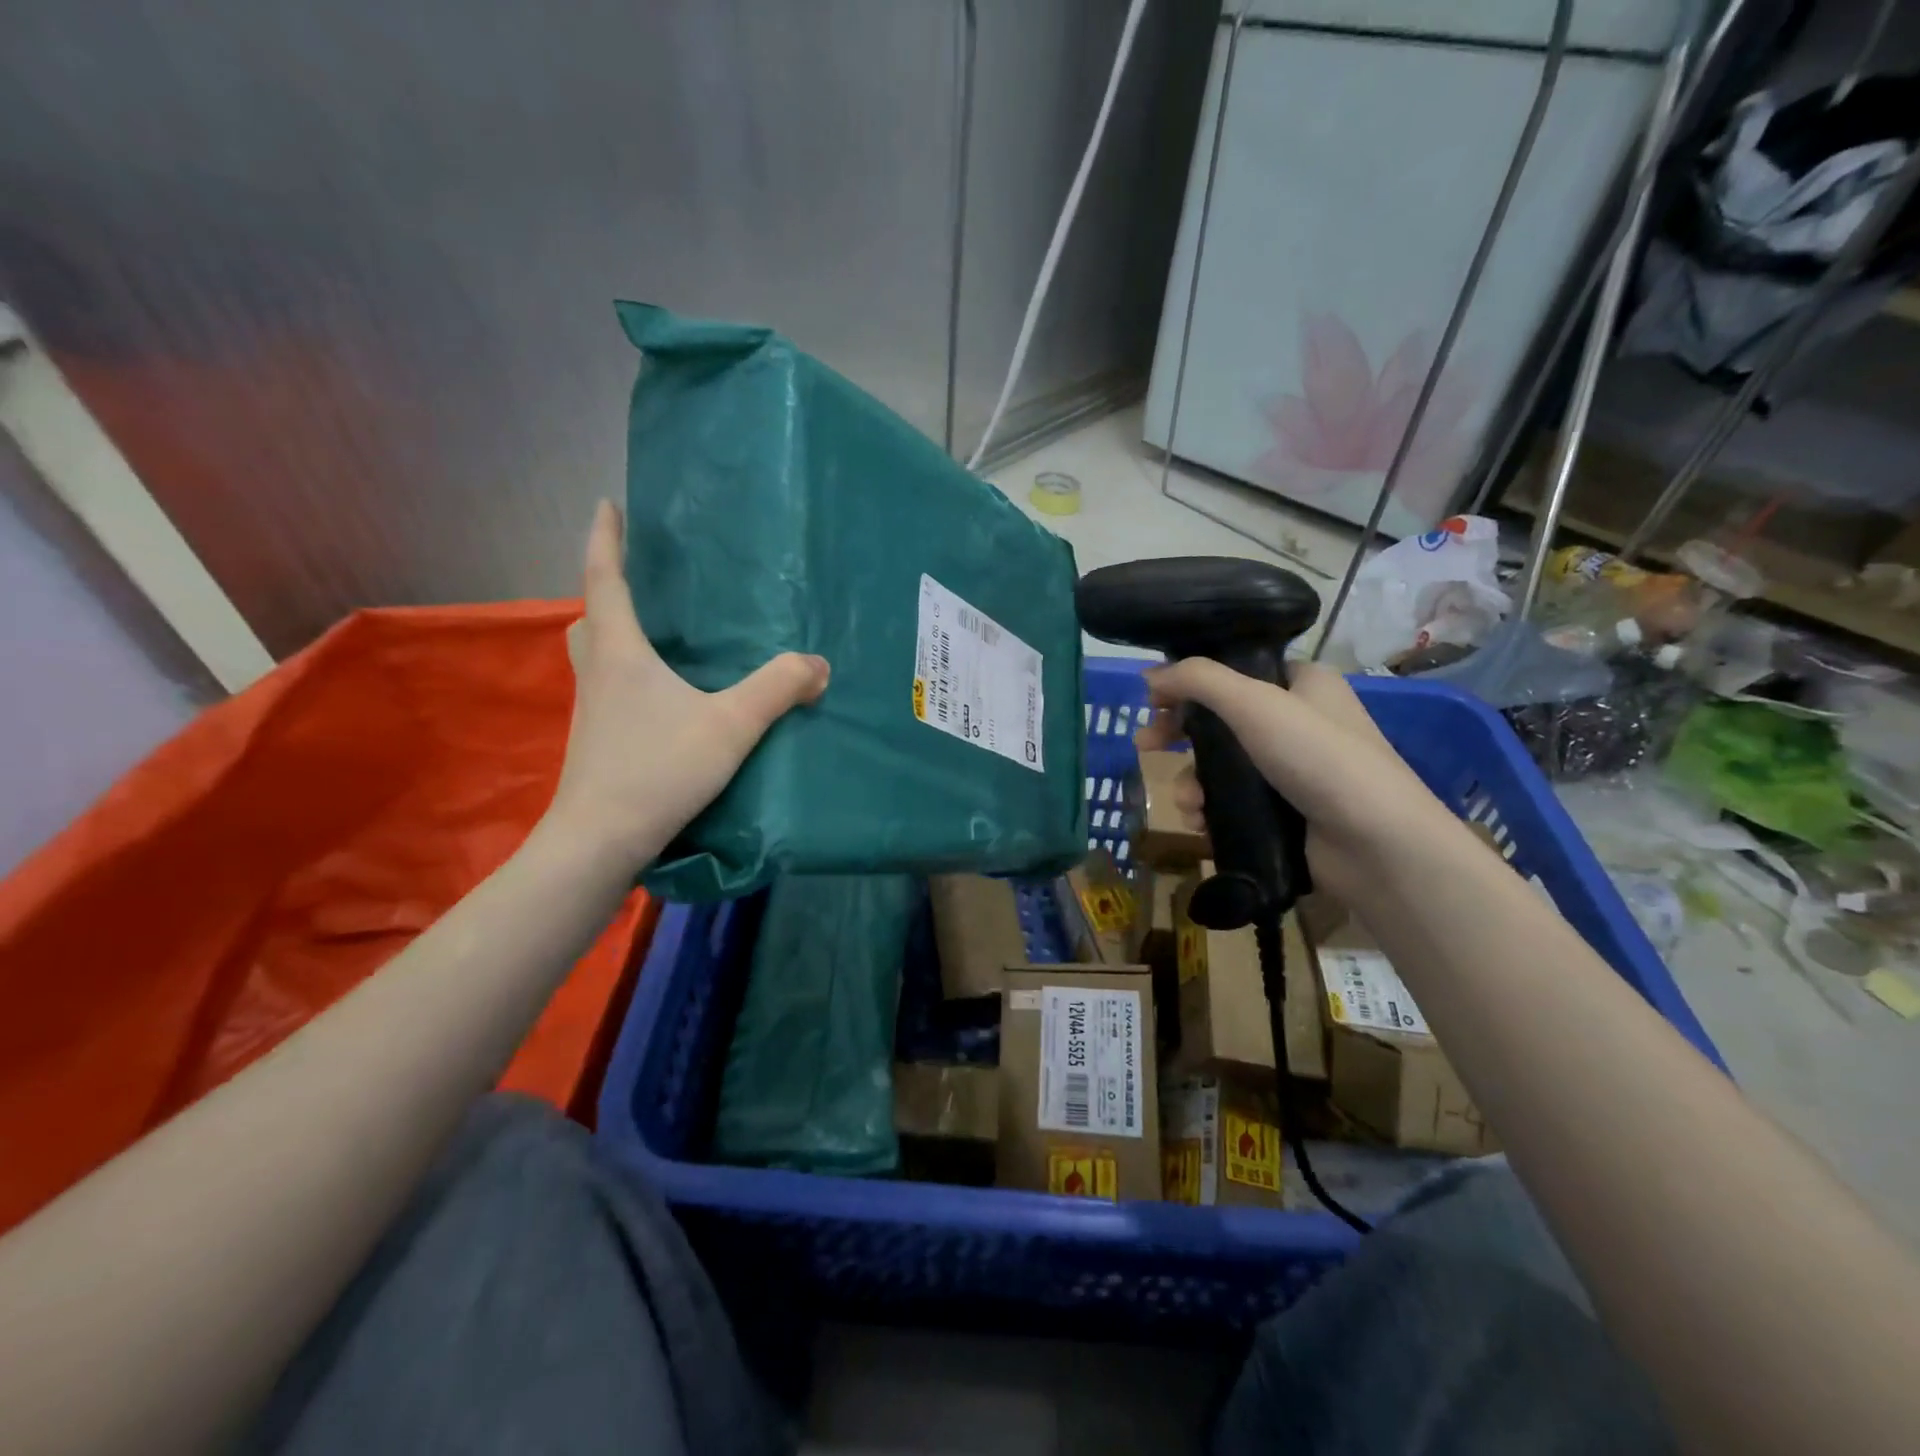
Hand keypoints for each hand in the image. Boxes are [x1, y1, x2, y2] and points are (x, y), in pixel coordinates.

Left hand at [545, 501, 829, 869]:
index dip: (605, 540)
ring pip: (594, 658)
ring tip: (655, 640)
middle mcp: (599, 674)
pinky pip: (608, 690)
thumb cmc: (658, 768)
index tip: (607, 504)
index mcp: (620, 653)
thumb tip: (818, 665)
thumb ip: (777, 690)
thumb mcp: (730, 725)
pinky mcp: (597, 742)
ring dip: (613, 637)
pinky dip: (627, 678)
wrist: (600, 840)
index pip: (605, 581)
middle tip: (639, 585)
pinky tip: (662, 700)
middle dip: (606, 593)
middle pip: (590, 620)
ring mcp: (592, 711)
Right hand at [1133, 659, 1446, 904]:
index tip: (1154, 701)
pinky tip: (1201, 823)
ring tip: (1188, 802)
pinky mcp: (1285, 813)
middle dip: (1179, 736)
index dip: (1191, 683)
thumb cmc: (1319, 757)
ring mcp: (1293, 771)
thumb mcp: (1254, 703)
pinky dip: (1210, 809)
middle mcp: (1298, 722)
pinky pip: (1232, 803)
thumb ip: (1198, 680)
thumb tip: (1149, 676)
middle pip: (1220, 720)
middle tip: (1144, 746)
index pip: (1235, 671)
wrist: (1376, 845)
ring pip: (1221, 766)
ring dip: (1192, 781)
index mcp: (1302, 684)